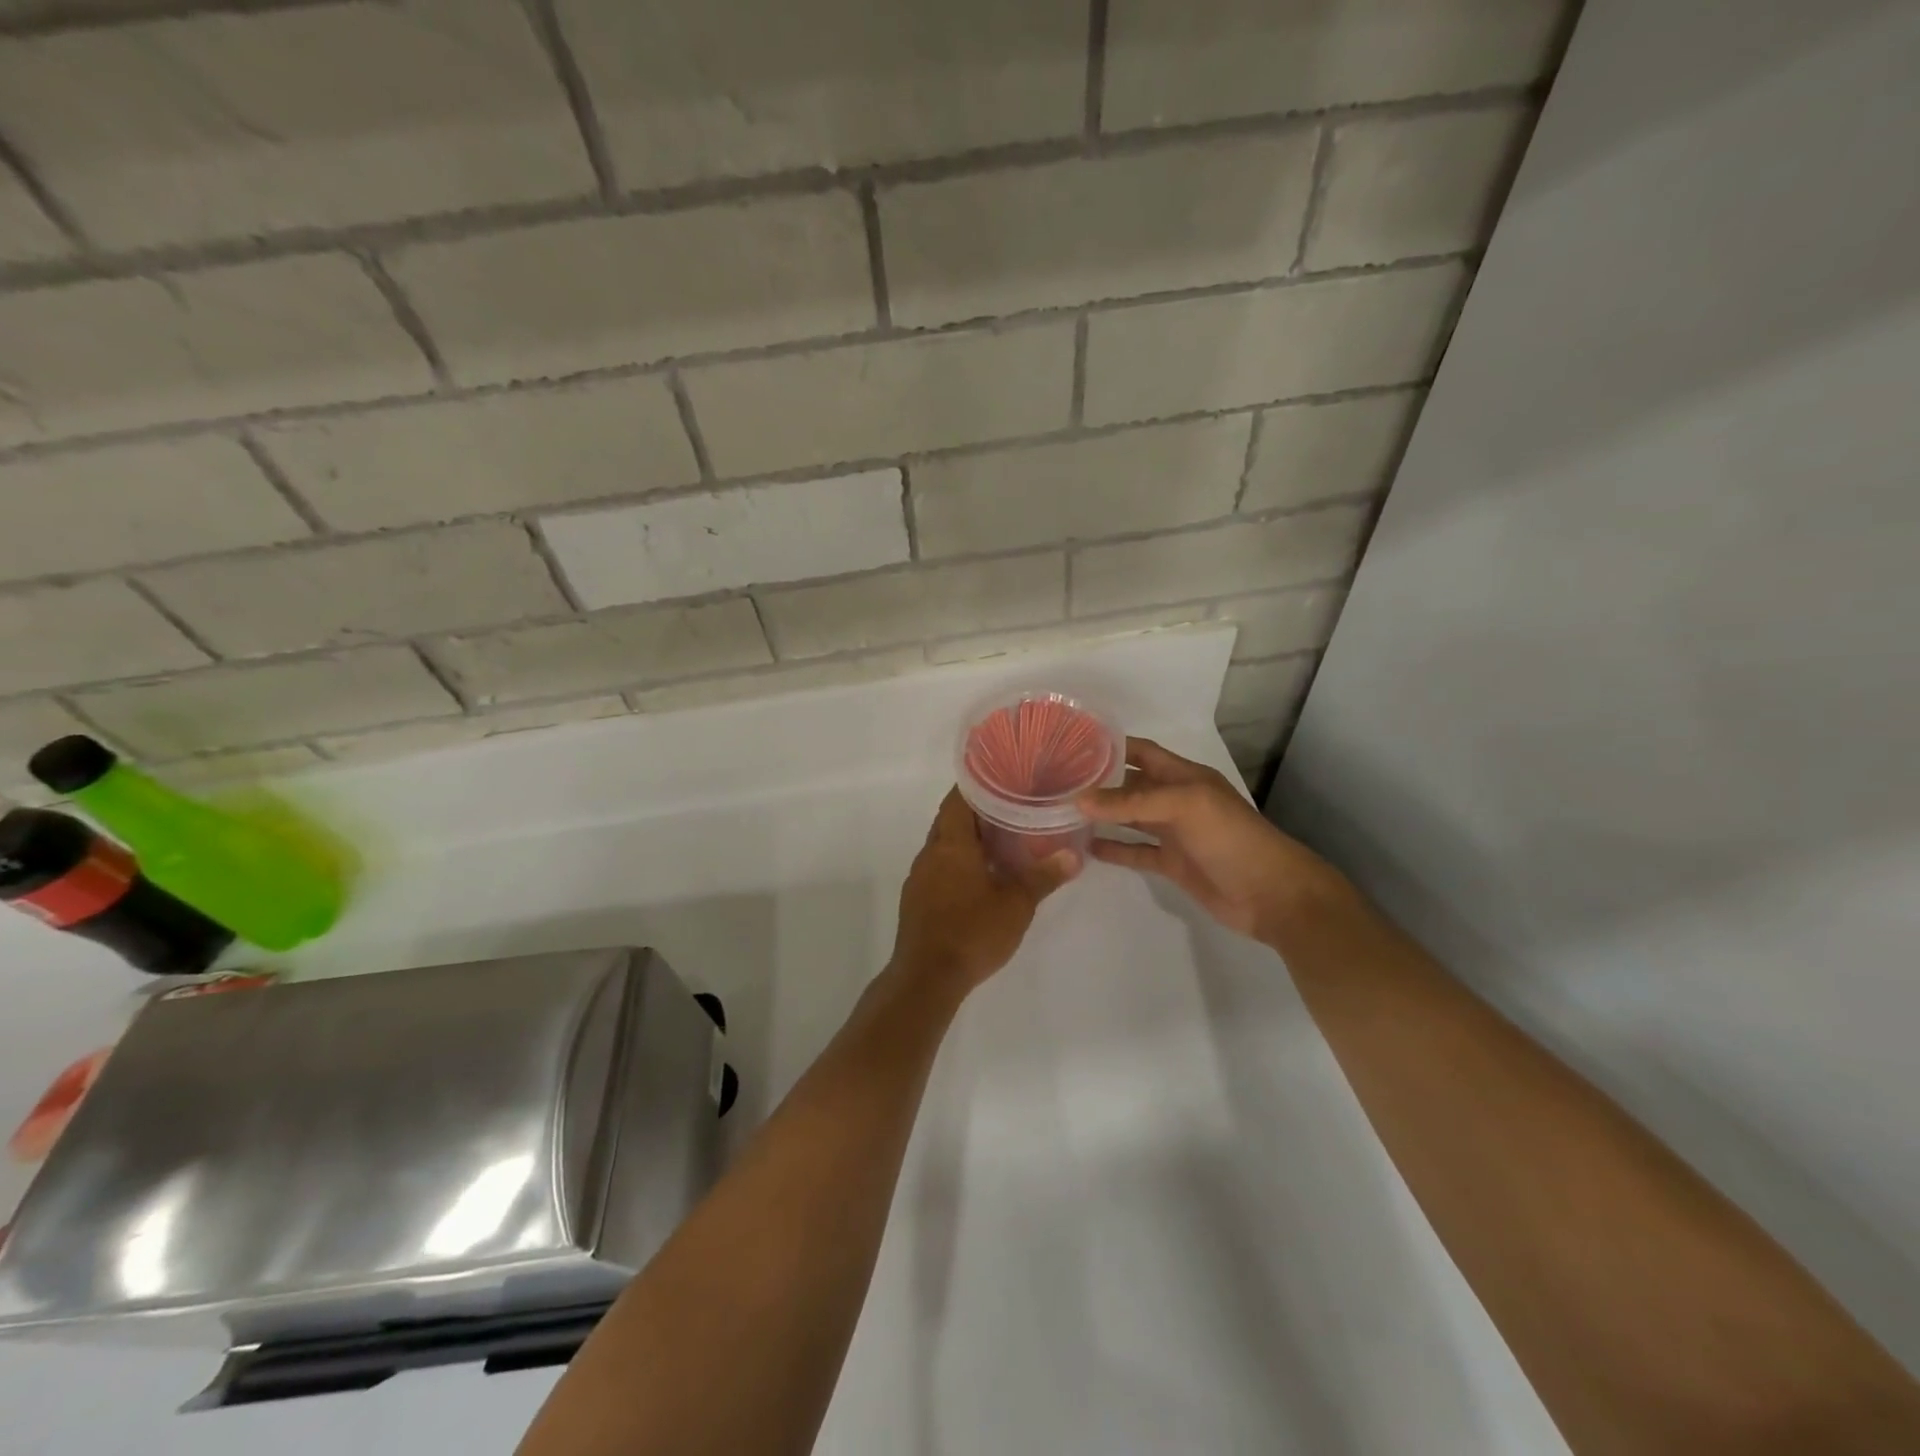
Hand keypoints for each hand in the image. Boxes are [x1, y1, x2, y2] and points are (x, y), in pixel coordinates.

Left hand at [891, 788, 1078, 996]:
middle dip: (977, 811)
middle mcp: (930, 852)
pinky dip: (958, 861)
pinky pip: (939, 866)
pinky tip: (980, 875)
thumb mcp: (1017, 904)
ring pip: (944, 844)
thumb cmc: (972, 932)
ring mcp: (920, 876)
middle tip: (1011, 807)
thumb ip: (1044, 877)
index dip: (977, 784)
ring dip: (967, 838)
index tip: (1001, 777)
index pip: (958, 798)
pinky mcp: (917, 898)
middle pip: (950, 819)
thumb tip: (1074, 855)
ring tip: (1001, 839)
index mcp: (951, 843)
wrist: (927, 978)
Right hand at [1077, 737, 1347, 945]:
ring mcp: (1174, 833)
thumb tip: (1077, 799)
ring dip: (1101, 816)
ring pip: (1129, 819)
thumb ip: (1131, 802)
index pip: (1141, 752)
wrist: (1271, 894)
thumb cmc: (1231, 838)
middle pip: (1130, 785)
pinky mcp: (1172, 864)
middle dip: (1098, 782)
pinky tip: (1086, 847)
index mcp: (1184, 776)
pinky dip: (1114, 849)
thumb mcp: (1184, 807)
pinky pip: (1136, 851)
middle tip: (1055, 782)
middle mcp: (1176, 800)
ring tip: (1061, 813)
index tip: (1070, 744)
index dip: (1110, 746)